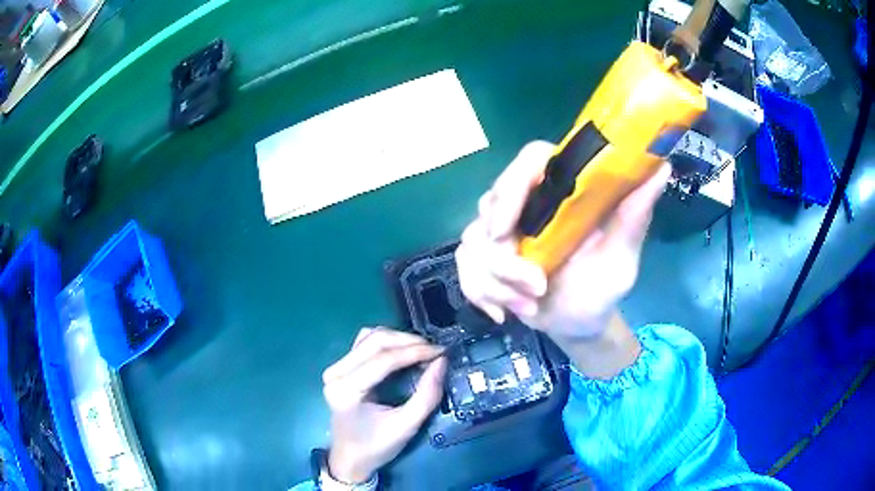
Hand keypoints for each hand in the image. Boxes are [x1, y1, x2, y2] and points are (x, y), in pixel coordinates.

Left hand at [322, 328, 446, 483]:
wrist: (350, 457)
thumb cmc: (377, 446)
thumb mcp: (407, 426)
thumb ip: (427, 395)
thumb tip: (441, 362)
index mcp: (347, 391)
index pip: (384, 359)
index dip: (415, 351)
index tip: (441, 352)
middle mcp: (336, 374)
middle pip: (375, 340)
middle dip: (408, 341)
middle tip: (434, 351)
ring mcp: (335, 368)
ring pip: (369, 337)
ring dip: (398, 339)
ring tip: (422, 351)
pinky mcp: (340, 367)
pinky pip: (364, 343)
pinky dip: (387, 343)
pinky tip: (403, 352)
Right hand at [456, 141, 669, 342]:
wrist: (579, 324)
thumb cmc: (603, 287)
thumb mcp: (621, 256)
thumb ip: (635, 216)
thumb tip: (662, 168)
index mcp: (564, 192)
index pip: (530, 160)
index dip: (513, 184)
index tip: (508, 228)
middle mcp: (530, 204)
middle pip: (491, 202)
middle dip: (504, 257)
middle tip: (533, 287)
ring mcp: (503, 232)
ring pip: (472, 243)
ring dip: (495, 283)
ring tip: (527, 307)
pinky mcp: (487, 258)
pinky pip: (464, 268)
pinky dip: (479, 294)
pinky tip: (502, 313)